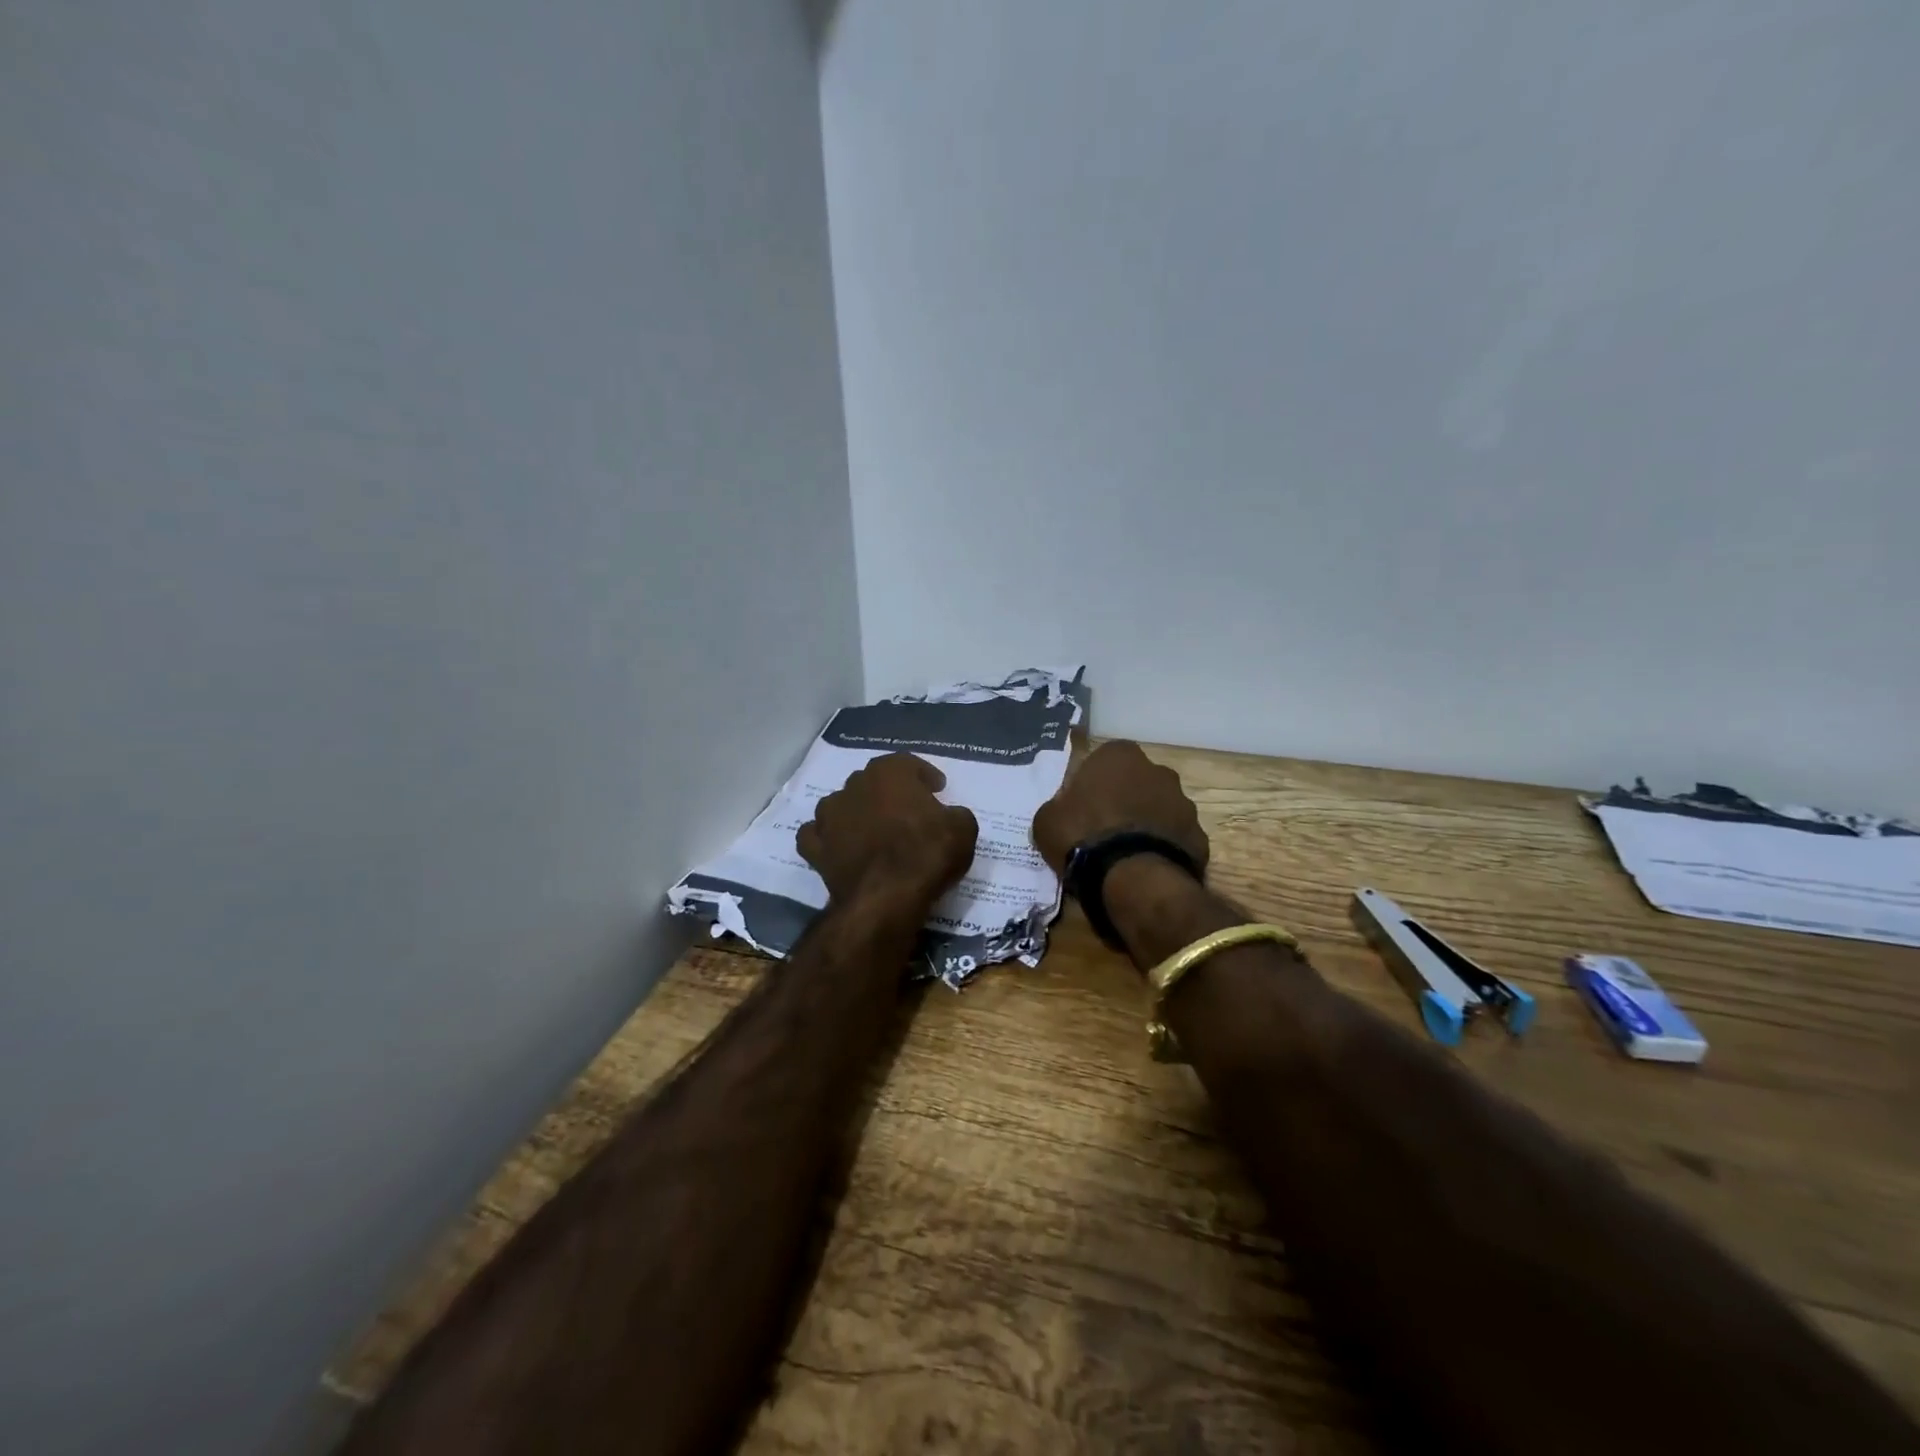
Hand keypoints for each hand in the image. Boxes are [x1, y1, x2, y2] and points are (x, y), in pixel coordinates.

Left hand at [797, 753, 978, 905]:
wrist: (885, 898)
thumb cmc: (927, 854)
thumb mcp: (963, 829)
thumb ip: (955, 814)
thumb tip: (948, 816)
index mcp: (889, 773)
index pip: (908, 763)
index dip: (924, 775)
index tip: (937, 788)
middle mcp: (854, 785)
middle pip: (873, 782)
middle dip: (890, 793)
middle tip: (909, 811)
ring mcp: (829, 816)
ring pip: (841, 804)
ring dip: (856, 812)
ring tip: (874, 830)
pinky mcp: (815, 848)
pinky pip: (817, 835)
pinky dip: (827, 838)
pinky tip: (839, 846)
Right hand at [1032, 740, 1209, 875]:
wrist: (1133, 878)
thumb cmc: (1083, 836)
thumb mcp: (1047, 820)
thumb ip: (1057, 806)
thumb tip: (1063, 809)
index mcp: (1119, 755)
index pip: (1103, 760)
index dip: (1092, 783)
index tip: (1082, 806)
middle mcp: (1158, 770)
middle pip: (1137, 781)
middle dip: (1125, 799)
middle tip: (1104, 829)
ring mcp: (1184, 803)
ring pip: (1160, 809)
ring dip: (1146, 823)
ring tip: (1126, 854)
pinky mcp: (1199, 836)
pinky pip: (1175, 838)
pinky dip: (1163, 849)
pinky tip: (1146, 868)